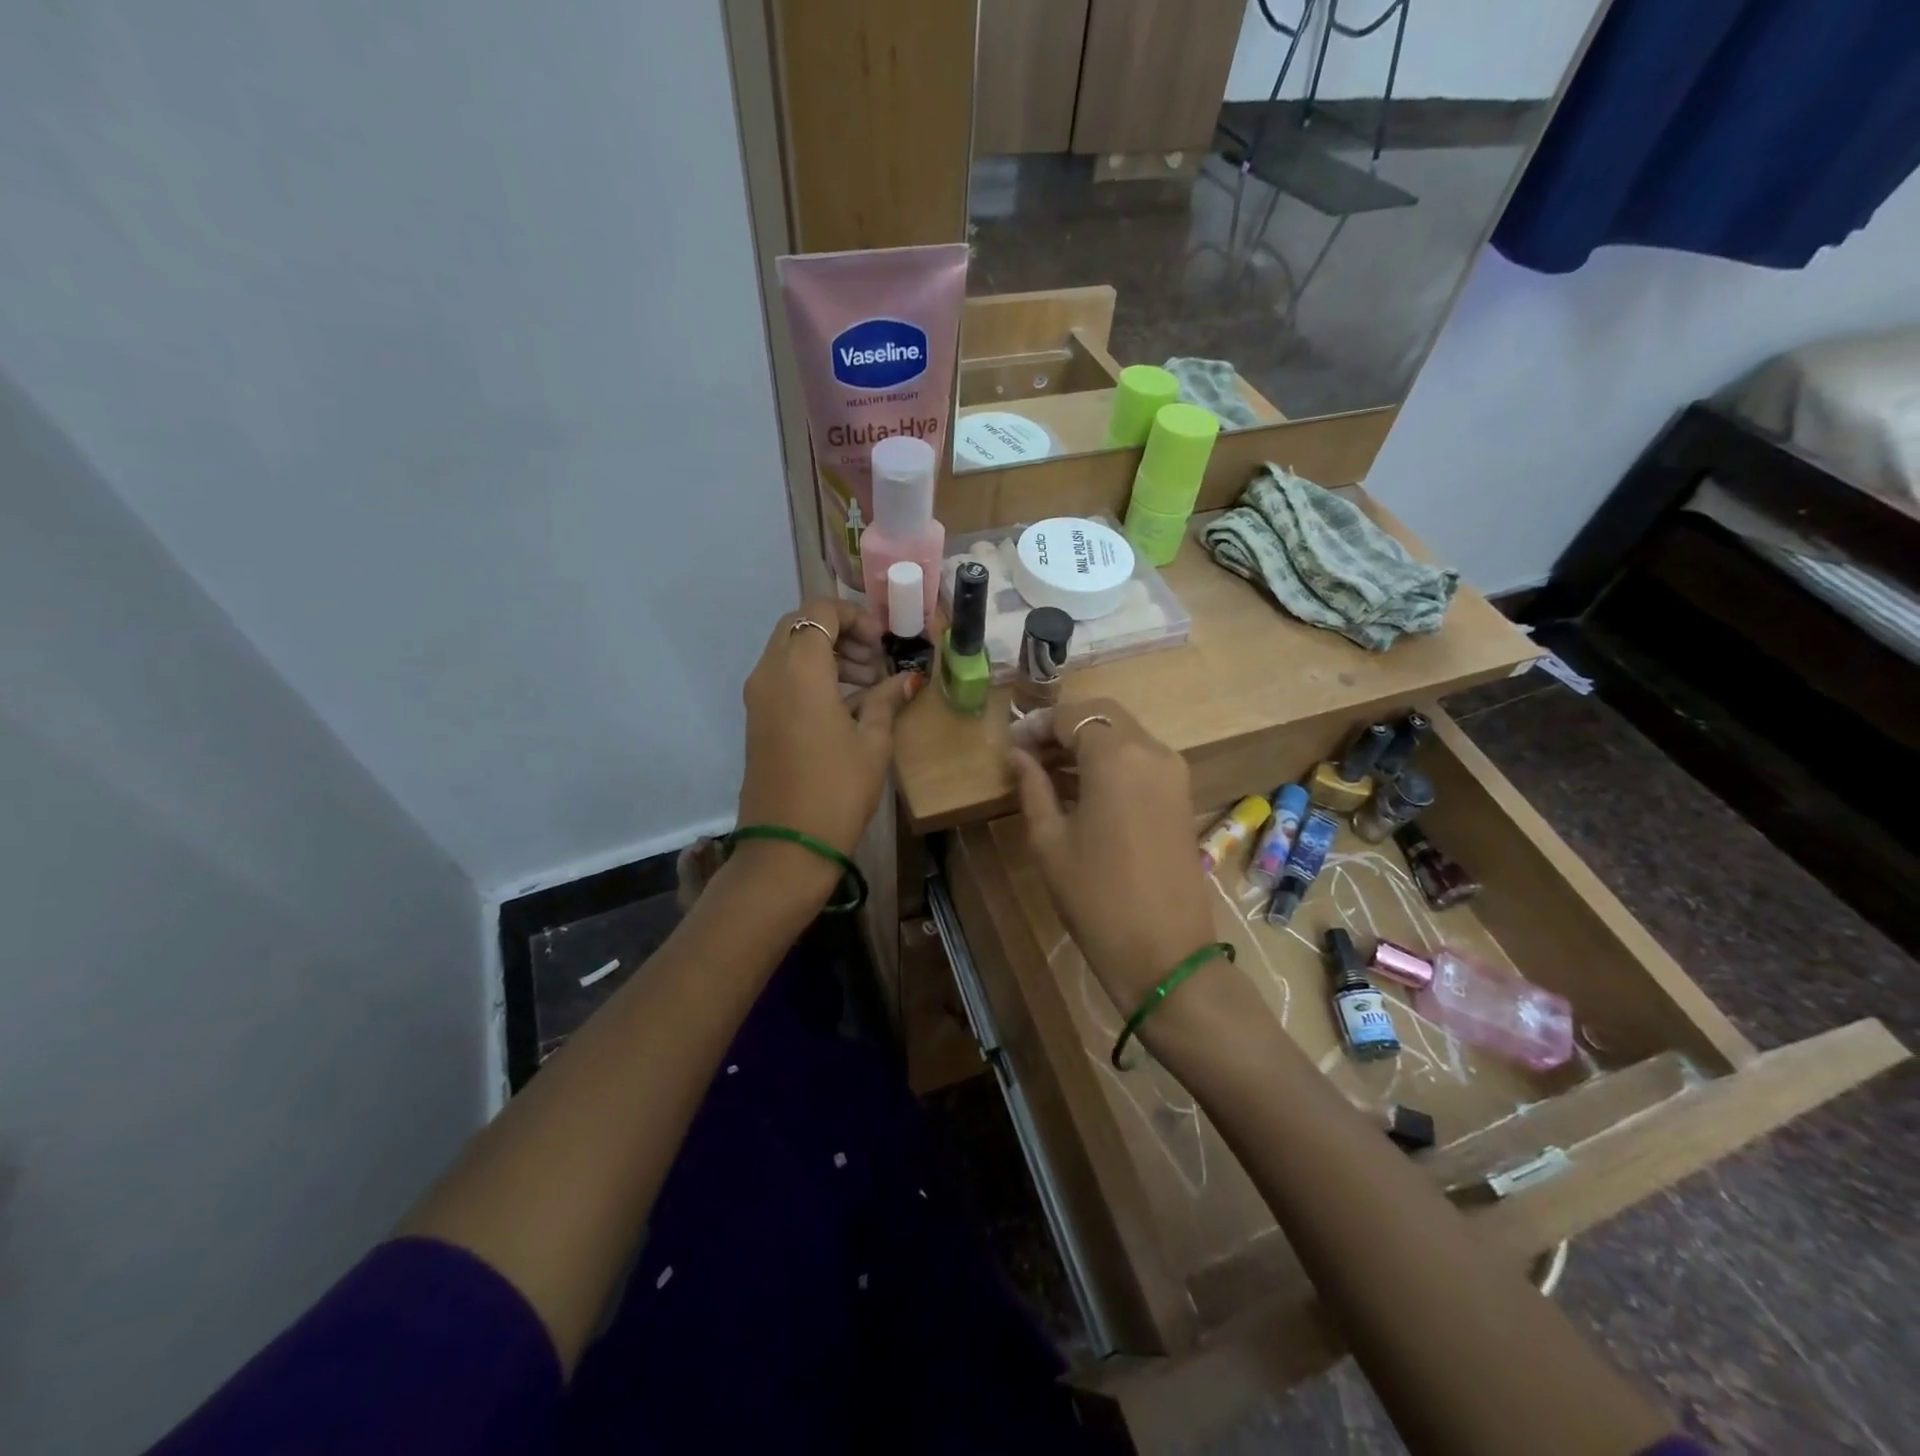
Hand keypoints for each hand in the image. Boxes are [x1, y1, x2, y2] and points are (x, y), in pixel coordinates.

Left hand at [737, 600, 919, 863]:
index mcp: (799, 670)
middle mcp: (769, 673)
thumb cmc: (837, 791)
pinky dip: (810, 676)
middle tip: (873, 663)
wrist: (787, 847)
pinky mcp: (756, 719)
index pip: (820, 611)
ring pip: (788, 650)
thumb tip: (906, 679)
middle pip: (800, 625)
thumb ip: (886, 701)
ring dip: (826, 654)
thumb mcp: (872, 743)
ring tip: (864, 686)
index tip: (882, 645)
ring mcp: (757, 697)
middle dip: (840, 633)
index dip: (855, 617)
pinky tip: (844, 706)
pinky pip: (781, 677)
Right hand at [1007, 700, 1217, 1017]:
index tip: (1012, 746)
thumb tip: (1017, 756)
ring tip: (1047, 772)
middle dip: (1063, 728)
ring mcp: (1173, 773)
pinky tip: (1080, 788)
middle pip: (1103, 715)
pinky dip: (1110, 762)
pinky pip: (1141, 760)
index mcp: (1117, 756)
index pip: (1072, 716)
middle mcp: (1152, 751)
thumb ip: (1032, 788)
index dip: (1037, 725)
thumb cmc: (1095, 896)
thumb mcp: (1050, 840)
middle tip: (1028, 754)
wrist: (1164, 953)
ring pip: (1124, 736)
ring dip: (1087, 743)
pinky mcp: (1181, 796)